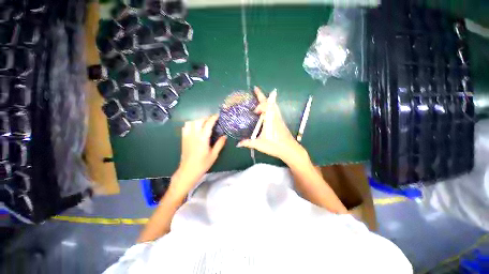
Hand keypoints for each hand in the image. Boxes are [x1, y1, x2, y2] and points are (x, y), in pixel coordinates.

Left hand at [171, 115, 226, 195]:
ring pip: (191, 122)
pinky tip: (195, 127)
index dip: (213, 118)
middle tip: (212, 120)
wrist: (188, 171)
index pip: (208, 124)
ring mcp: (187, 136)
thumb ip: (219, 144)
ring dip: (198, 120)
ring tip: (204, 122)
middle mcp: (194, 135)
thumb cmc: (202, 164)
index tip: (218, 115)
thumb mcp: (214, 155)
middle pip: (199, 120)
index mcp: (203, 138)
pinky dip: (191, 124)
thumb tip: (224, 136)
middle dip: (206, 117)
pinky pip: (185, 127)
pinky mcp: (183, 139)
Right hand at [237, 87, 307, 165]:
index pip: (265, 106)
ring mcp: (279, 119)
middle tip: (255, 89)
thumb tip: (238, 144)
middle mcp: (275, 117)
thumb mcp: (259, 145)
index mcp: (270, 120)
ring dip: (267, 99)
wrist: (290, 150)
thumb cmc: (274, 146)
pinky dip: (270, 106)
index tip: (254, 111)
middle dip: (262, 95)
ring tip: (261, 97)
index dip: (259, 106)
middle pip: (269, 102)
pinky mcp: (281, 122)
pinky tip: (267, 109)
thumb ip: (248, 143)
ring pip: (274, 105)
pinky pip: (275, 110)